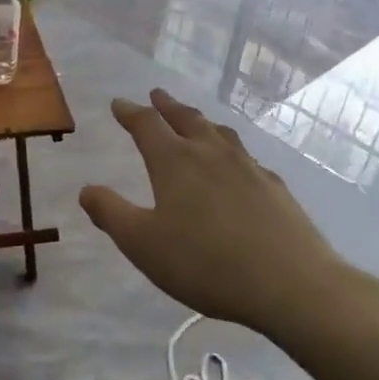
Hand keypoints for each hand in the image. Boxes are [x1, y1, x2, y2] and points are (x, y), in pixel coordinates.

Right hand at [79, 90, 378, 342]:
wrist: (291, 284)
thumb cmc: (205, 263)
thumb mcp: (142, 244)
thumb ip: (110, 213)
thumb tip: (87, 189)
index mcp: (175, 162)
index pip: (146, 124)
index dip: (130, 112)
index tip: (118, 104)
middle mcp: (211, 153)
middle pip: (186, 119)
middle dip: (167, 106)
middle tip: (156, 95)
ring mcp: (248, 167)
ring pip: (219, 132)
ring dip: (200, 121)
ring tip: (194, 120)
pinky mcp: (275, 188)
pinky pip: (245, 156)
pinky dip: (230, 149)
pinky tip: (236, 164)